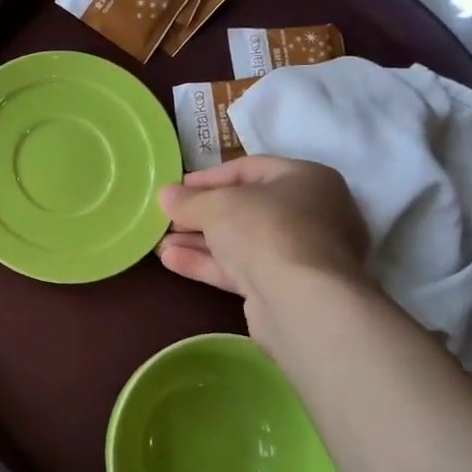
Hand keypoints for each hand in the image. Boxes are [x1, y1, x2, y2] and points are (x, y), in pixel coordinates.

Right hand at [157, 155, 368, 301]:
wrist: (302, 301)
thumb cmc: (265, 231)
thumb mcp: (217, 206)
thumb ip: (189, 200)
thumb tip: (166, 195)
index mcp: (307, 179)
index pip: (249, 169)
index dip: (208, 178)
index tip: (175, 188)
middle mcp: (311, 213)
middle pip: (245, 208)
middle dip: (200, 215)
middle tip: (167, 219)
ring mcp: (301, 254)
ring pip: (242, 242)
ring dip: (199, 241)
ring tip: (160, 243)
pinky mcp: (287, 288)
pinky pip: (243, 268)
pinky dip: (209, 263)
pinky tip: (172, 261)